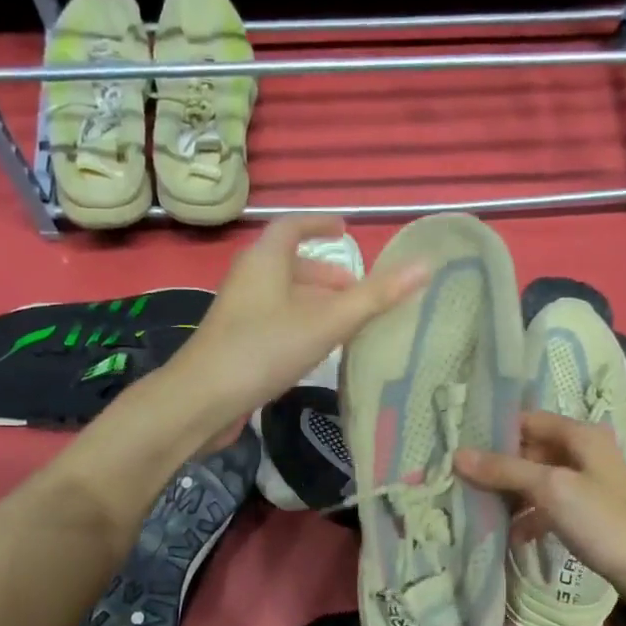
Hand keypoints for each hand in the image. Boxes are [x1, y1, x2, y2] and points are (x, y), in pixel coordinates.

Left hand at [171, 216, 424, 430]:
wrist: (201, 400)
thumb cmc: (263, 350)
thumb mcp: (326, 323)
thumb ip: (374, 298)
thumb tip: (424, 266)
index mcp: (265, 260)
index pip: (293, 226)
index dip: (320, 225)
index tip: (345, 231)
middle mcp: (249, 278)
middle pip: (289, 265)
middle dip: (325, 274)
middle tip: (357, 291)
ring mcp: (239, 312)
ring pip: (282, 296)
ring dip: (313, 303)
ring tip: (345, 322)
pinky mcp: (235, 342)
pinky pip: (274, 321)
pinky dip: (300, 325)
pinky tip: (315, 351)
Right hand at [455, 410, 625, 599]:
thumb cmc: (604, 521)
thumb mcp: (551, 489)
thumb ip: (504, 470)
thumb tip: (457, 455)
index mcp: (579, 434)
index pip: (524, 420)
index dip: (491, 432)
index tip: (456, 448)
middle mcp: (582, 452)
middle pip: (527, 451)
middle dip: (495, 467)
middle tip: (458, 482)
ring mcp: (584, 483)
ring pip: (534, 480)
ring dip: (509, 495)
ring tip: (476, 510)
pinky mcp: (585, 512)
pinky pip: (546, 506)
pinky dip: (528, 518)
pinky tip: (511, 537)